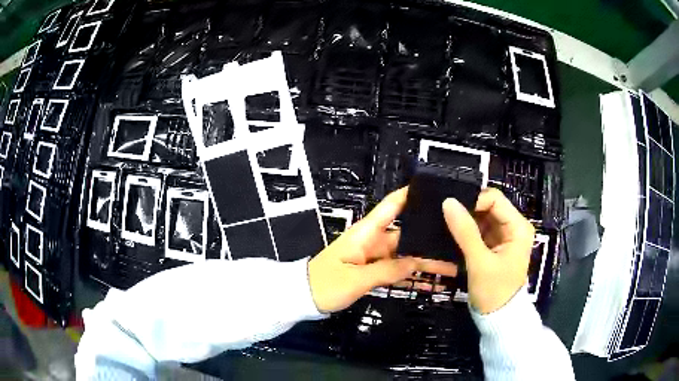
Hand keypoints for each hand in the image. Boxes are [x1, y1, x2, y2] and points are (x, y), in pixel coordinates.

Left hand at [308, 187, 457, 312]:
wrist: (303, 298)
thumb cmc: (326, 284)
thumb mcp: (356, 279)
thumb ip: (388, 270)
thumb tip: (417, 262)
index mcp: (366, 233)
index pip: (391, 206)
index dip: (411, 195)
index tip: (436, 191)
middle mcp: (373, 240)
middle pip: (406, 234)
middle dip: (430, 238)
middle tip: (457, 239)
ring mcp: (373, 256)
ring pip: (404, 255)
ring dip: (425, 260)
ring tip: (452, 264)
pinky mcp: (372, 270)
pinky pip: (396, 270)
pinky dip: (411, 275)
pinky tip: (429, 281)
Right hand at [442, 188, 534, 313]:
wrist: (497, 318)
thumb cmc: (494, 290)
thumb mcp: (479, 262)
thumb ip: (465, 232)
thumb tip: (447, 202)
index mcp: (518, 227)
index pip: (495, 199)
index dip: (474, 200)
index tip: (451, 211)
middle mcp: (513, 227)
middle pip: (489, 207)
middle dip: (468, 210)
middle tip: (444, 216)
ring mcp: (504, 236)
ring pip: (482, 218)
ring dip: (465, 220)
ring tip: (445, 223)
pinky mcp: (494, 246)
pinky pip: (479, 231)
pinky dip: (466, 231)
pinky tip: (452, 233)